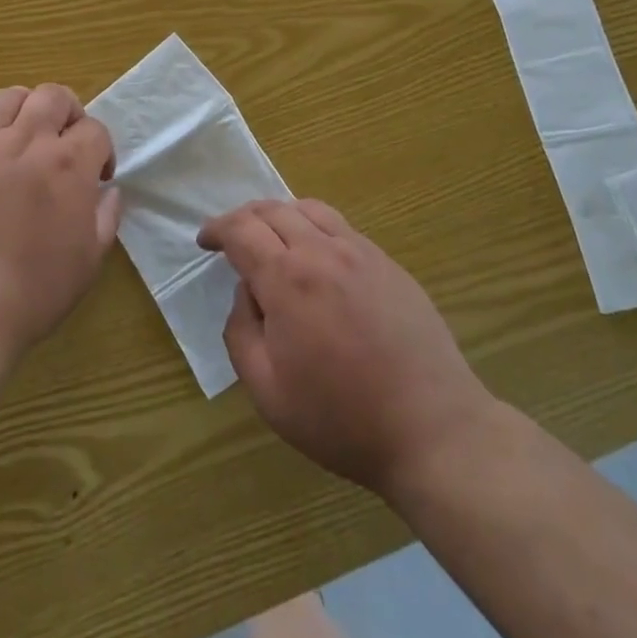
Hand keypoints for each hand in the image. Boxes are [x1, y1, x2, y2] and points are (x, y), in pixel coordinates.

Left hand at [0, 84, 119, 372]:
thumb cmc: (34, 291)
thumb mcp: (90, 261)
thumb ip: (106, 217)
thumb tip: (109, 191)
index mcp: (69, 165)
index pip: (95, 129)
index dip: (102, 149)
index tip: (98, 176)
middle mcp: (28, 142)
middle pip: (53, 96)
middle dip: (67, 113)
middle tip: (64, 142)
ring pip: (8, 97)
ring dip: (24, 109)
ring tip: (24, 136)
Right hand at [197, 199, 496, 499]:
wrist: (432, 427)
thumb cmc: (341, 418)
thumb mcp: (268, 391)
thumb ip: (241, 332)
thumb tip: (247, 292)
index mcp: (288, 278)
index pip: (242, 230)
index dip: (217, 229)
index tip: (204, 241)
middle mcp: (323, 251)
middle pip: (273, 210)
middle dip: (244, 218)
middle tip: (231, 239)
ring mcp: (361, 252)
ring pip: (310, 209)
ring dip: (280, 215)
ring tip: (271, 239)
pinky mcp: (388, 263)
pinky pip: (341, 227)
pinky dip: (315, 227)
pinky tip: (316, 257)